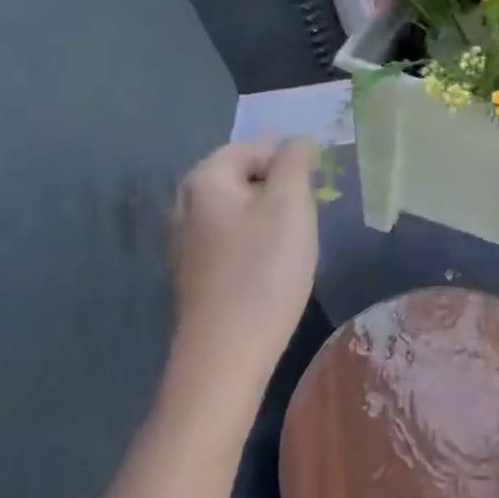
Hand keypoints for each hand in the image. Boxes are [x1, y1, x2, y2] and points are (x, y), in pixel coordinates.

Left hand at [167, 138, 318, 386]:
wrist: (226, 356)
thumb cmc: (263, 270)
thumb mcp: (290, 204)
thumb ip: (295, 161)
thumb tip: (296, 141)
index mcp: (205, 180)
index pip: (253, 147)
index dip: (288, 163)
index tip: (314, 192)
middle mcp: (185, 205)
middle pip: (242, 178)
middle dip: (278, 189)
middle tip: (306, 215)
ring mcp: (184, 243)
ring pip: (237, 211)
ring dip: (268, 218)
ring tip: (293, 243)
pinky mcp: (193, 276)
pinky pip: (229, 241)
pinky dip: (254, 245)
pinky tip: (271, 269)